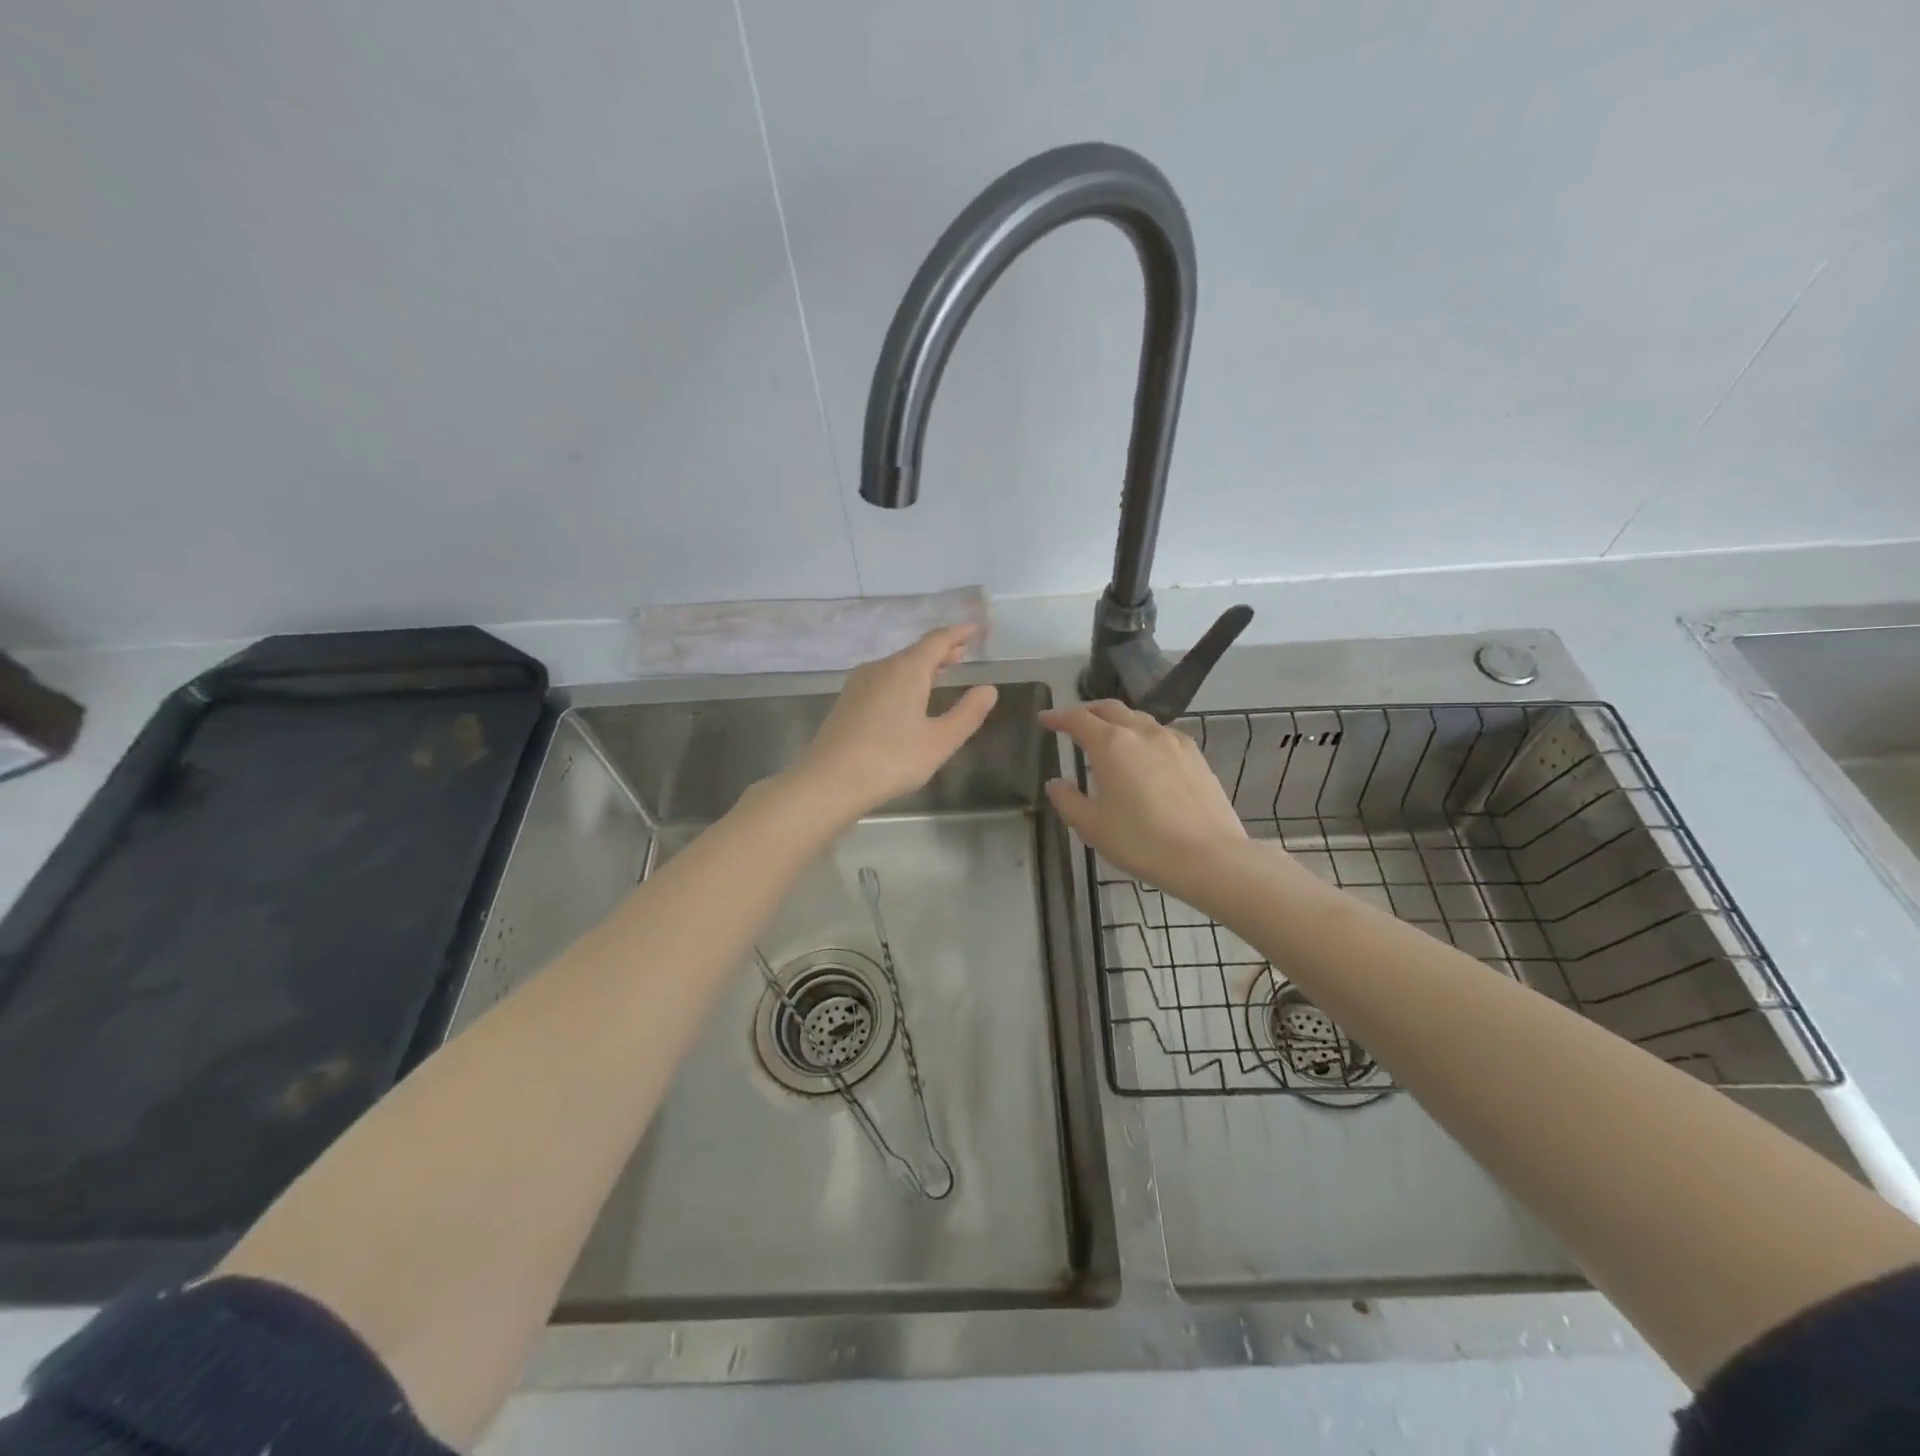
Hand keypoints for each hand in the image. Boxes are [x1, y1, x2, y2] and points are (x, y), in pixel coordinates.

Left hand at [793, 625, 998, 820]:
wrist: (829, 780)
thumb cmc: (891, 759)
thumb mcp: (940, 741)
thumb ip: (967, 714)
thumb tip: (988, 689)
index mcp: (907, 669)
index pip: (937, 640)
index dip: (958, 633)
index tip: (974, 629)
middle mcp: (881, 667)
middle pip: (915, 651)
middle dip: (941, 650)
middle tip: (962, 652)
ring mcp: (860, 683)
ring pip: (897, 665)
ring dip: (921, 666)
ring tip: (940, 672)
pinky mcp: (847, 701)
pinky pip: (882, 679)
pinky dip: (902, 679)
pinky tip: (907, 696)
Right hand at [1040, 701, 1250, 904]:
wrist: (1208, 857)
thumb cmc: (1141, 842)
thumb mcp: (1092, 827)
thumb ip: (1068, 800)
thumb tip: (1056, 783)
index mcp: (1111, 744)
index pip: (1078, 719)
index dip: (1058, 717)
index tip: (1045, 719)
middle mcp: (1142, 732)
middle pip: (1110, 709)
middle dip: (1088, 711)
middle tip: (1073, 722)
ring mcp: (1173, 741)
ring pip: (1138, 718)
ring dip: (1117, 721)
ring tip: (1108, 738)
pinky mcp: (1195, 755)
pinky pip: (1161, 734)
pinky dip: (1143, 735)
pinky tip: (1143, 756)